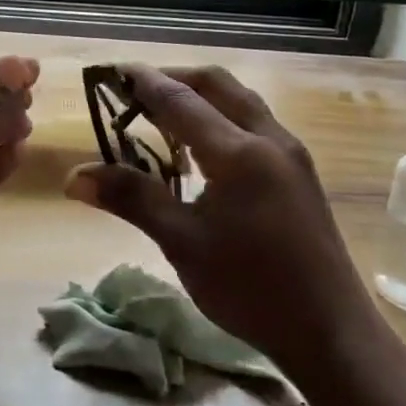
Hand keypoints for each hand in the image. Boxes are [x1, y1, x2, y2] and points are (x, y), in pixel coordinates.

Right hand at [65, 64, 384, 381]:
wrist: (332, 335)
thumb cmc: (251, 289)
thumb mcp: (182, 243)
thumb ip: (131, 199)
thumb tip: (73, 177)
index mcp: (238, 152)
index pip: (180, 99)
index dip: (142, 82)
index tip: (110, 70)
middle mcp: (269, 138)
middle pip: (215, 84)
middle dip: (173, 78)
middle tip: (134, 91)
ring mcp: (290, 154)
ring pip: (238, 101)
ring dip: (199, 97)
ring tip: (161, 116)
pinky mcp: (299, 173)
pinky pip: (253, 123)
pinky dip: (220, 117)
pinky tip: (201, 149)